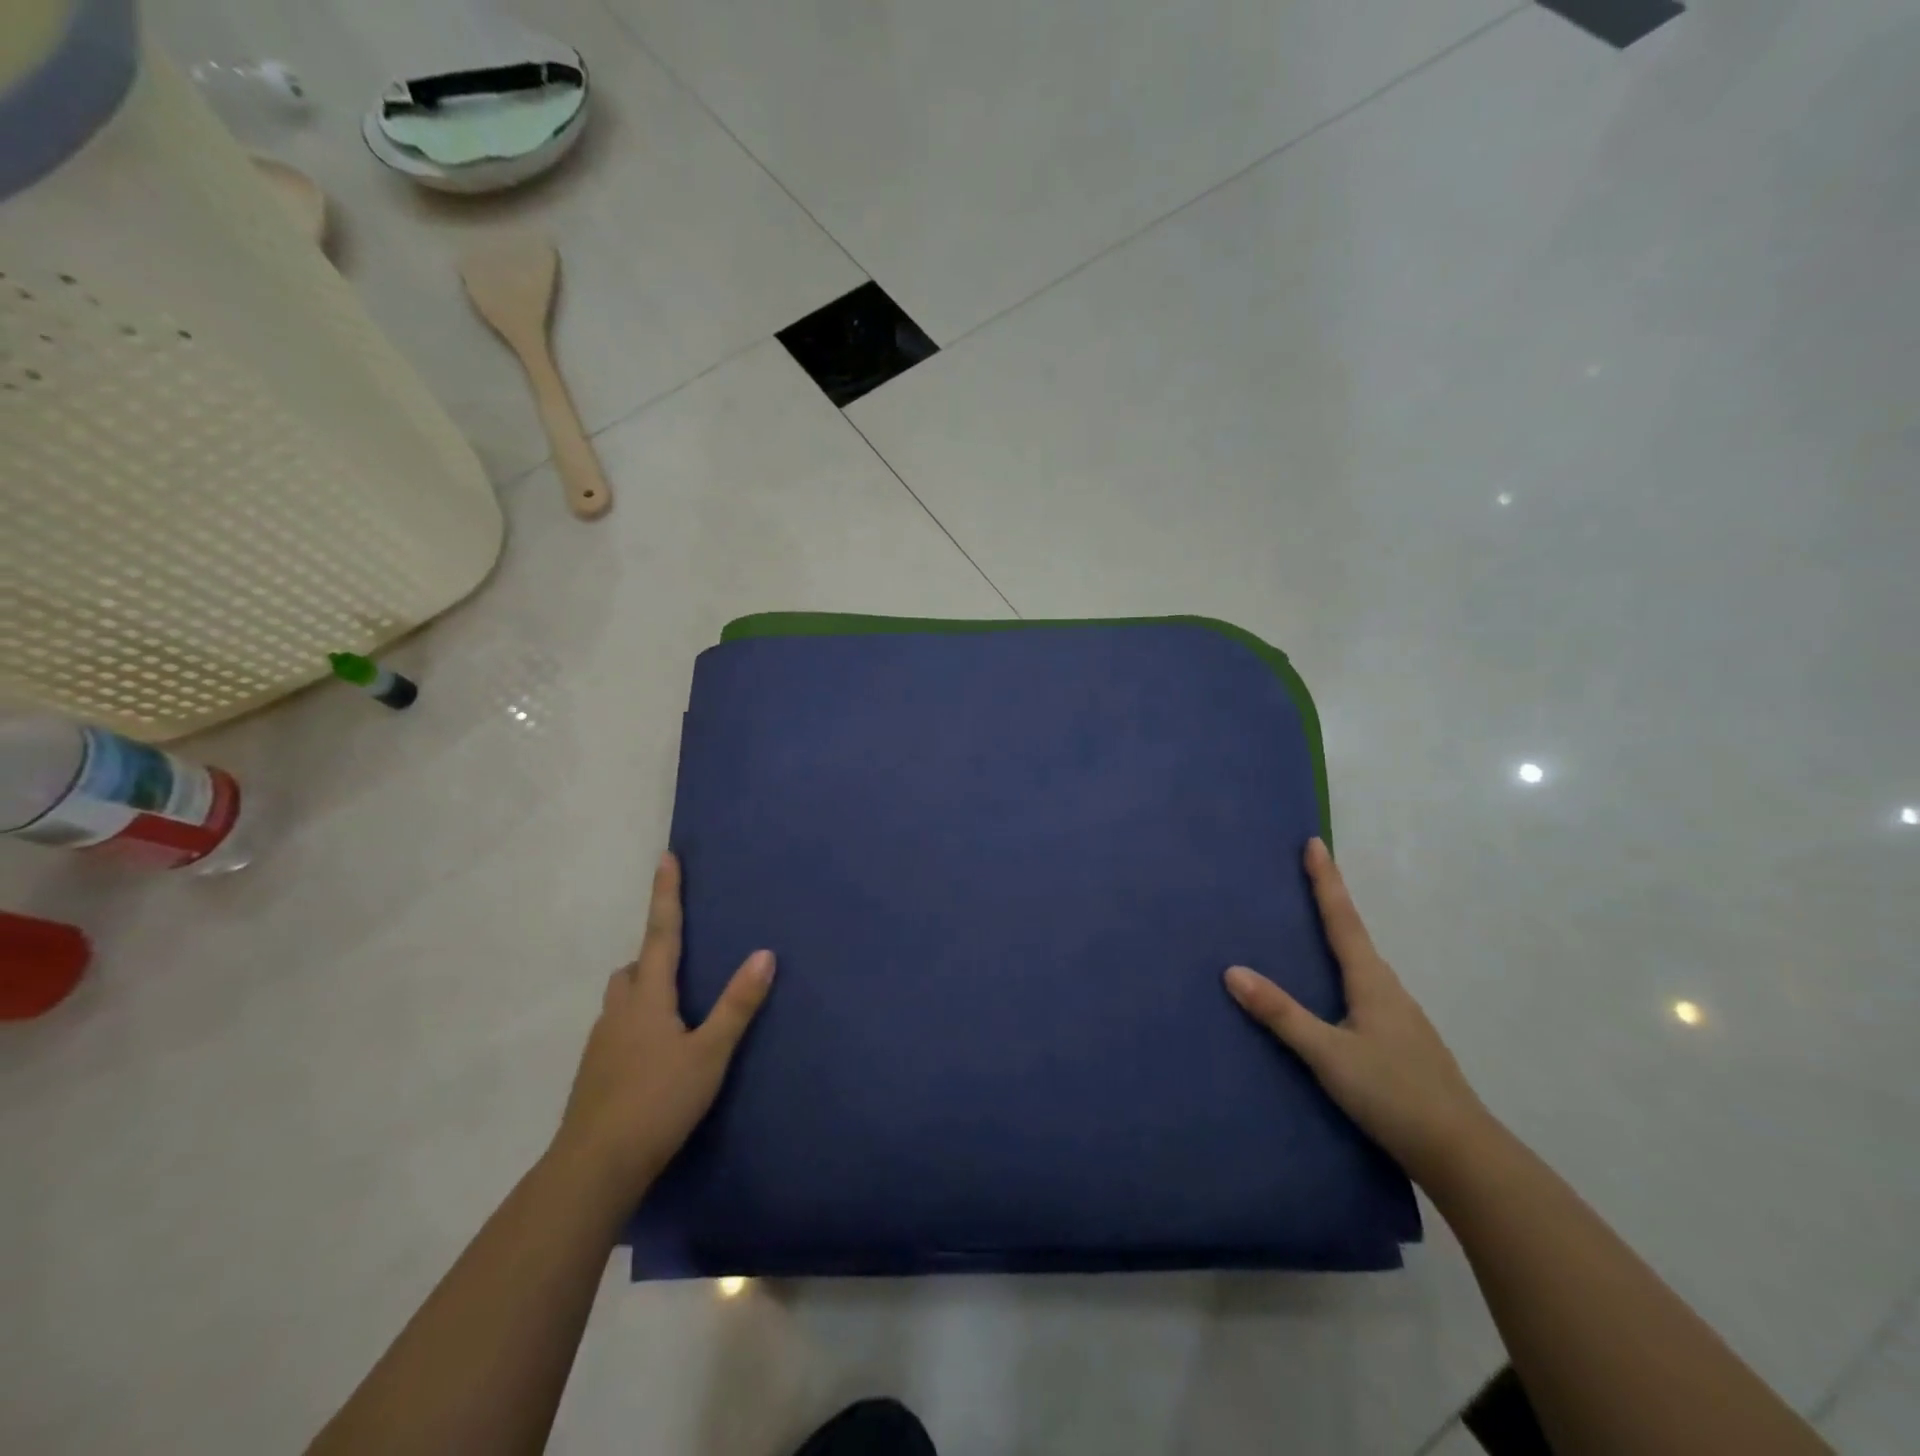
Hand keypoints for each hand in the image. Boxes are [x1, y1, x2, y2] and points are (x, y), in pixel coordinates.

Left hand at [553, 852, 774, 1204]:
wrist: (593, 1168)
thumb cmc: (657, 1103)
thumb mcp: (709, 1054)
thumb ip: (737, 1005)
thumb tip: (765, 954)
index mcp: (648, 997)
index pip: (662, 934)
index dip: (666, 895)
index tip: (666, 858)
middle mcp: (619, 1011)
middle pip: (634, 968)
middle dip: (654, 955)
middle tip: (682, 961)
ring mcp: (601, 1043)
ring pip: (622, 999)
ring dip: (643, 991)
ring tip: (674, 1010)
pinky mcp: (594, 1073)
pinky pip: (617, 1029)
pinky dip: (636, 1024)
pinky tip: (654, 1055)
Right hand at [1224, 837, 1489, 1186]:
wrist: (1462, 1154)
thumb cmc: (1393, 1094)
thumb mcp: (1328, 1054)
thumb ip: (1282, 1015)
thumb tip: (1232, 971)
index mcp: (1372, 982)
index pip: (1343, 919)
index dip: (1326, 880)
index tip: (1315, 843)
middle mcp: (1388, 989)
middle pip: (1355, 934)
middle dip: (1331, 902)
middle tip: (1306, 876)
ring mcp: (1400, 1016)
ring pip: (1362, 964)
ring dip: (1339, 937)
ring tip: (1310, 929)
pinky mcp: (1402, 1041)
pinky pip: (1365, 989)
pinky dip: (1344, 972)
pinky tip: (1332, 993)